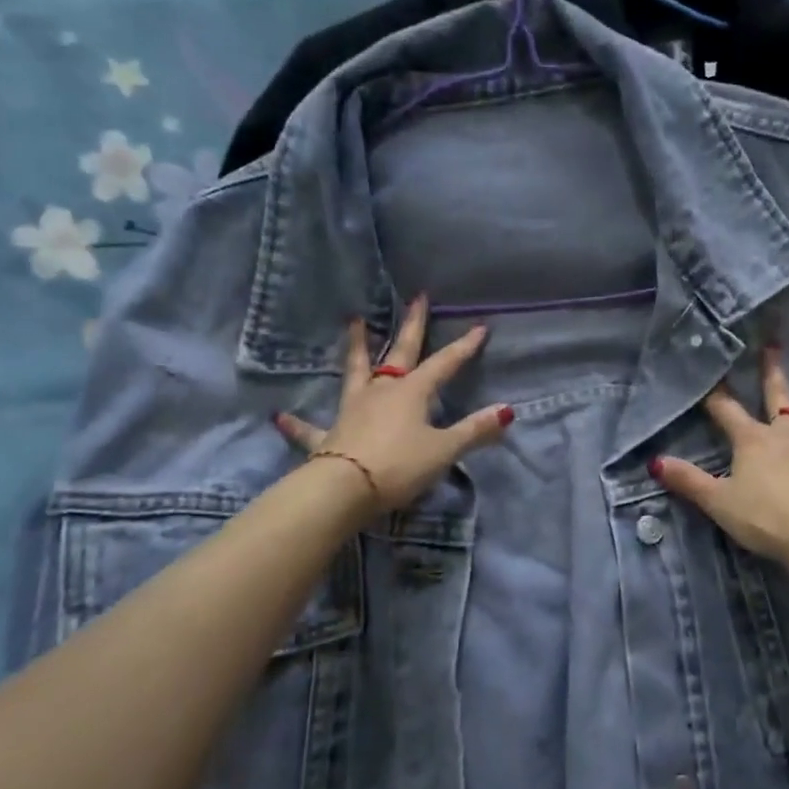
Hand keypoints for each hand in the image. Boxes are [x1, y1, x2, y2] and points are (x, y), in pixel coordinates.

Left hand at [275, 296, 511, 513]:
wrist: (344, 490)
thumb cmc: (399, 466)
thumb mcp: (444, 450)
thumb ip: (475, 431)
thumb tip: (508, 411)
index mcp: (412, 393)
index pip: (444, 365)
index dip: (463, 348)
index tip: (479, 328)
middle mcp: (382, 392)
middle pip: (400, 353)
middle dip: (412, 326)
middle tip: (417, 298)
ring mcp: (352, 410)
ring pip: (356, 372)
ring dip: (357, 348)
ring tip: (355, 322)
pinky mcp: (328, 436)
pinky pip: (310, 428)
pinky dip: (297, 423)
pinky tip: (281, 416)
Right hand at [653, 346, 788, 563]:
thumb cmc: (764, 518)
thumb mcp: (718, 502)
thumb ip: (688, 480)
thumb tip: (655, 462)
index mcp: (754, 440)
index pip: (727, 411)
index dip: (715, 395)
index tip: (709, 374)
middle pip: (779, 398)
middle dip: (773, 373)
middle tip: (774, 346)